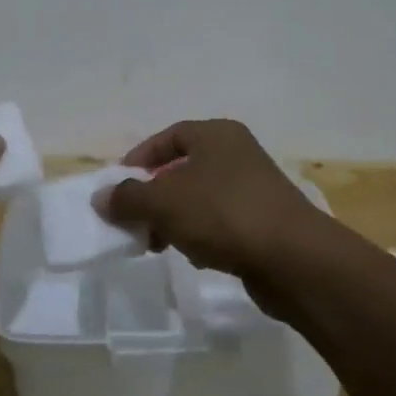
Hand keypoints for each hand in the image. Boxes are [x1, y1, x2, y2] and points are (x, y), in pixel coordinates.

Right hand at [96, 119, 329, 289]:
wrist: (294, 260)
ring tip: (156, 244)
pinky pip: (219, 223)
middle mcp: (237, 155)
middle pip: (182, 169)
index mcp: (217, 136)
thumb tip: (101, 197)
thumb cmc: (224, 215)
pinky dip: (200, 235)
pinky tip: (194, 255)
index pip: (169, 137)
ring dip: (173, 219)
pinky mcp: (263, 223)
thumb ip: (128, 198)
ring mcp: (253, 189)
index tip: (118, 186)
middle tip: (134, 220)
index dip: (140, 158)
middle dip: (153, 196)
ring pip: (199, 199)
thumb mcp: (164, 202)